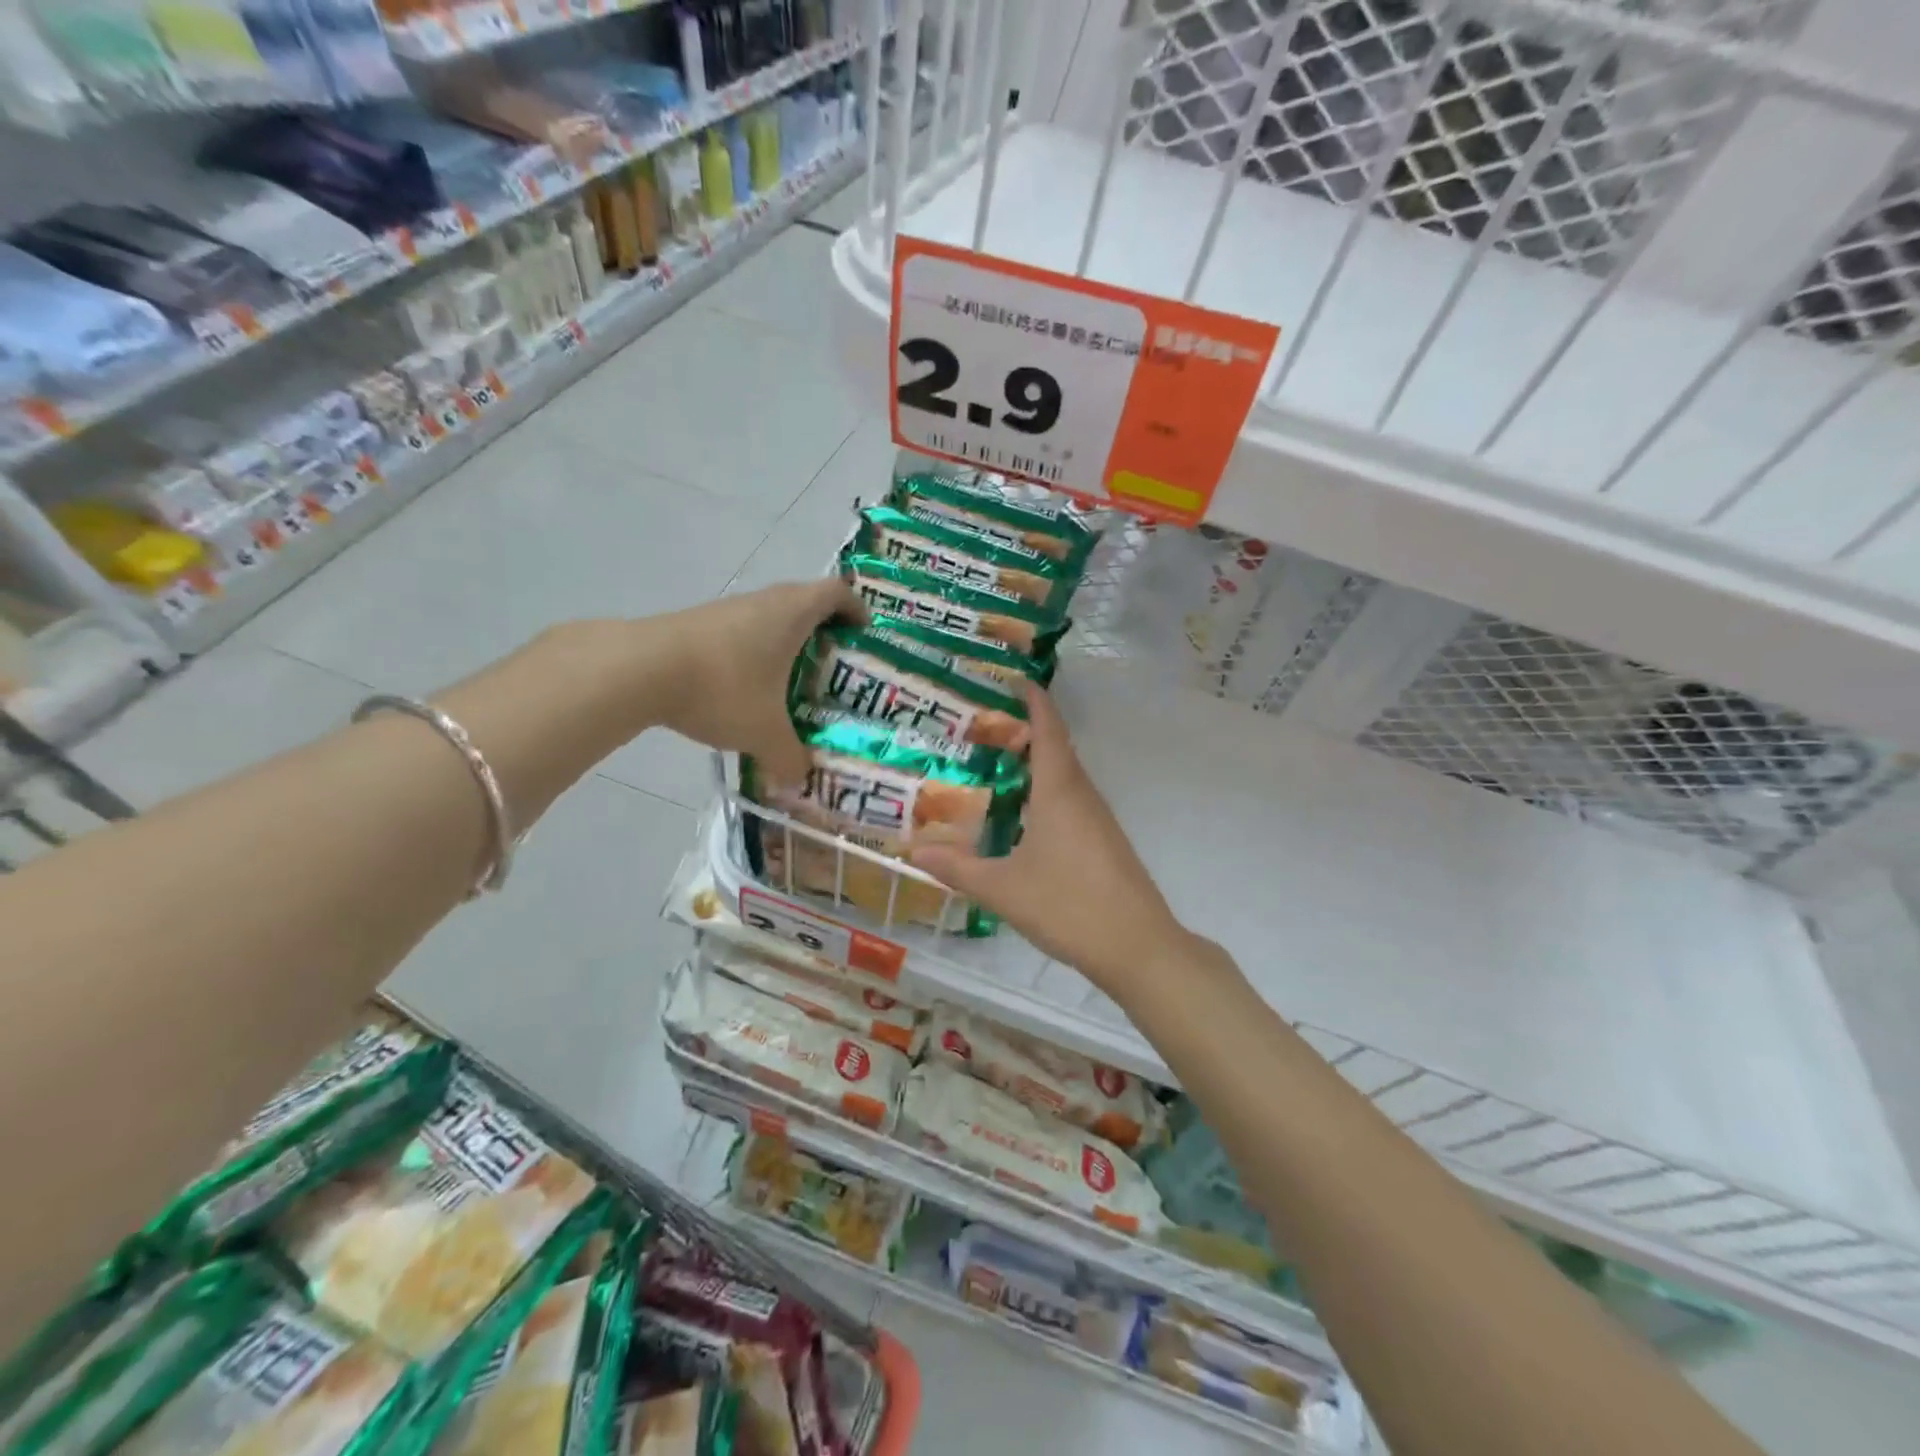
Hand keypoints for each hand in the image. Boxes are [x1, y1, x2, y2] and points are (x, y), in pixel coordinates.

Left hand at [650, 580, 861, 784]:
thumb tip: (800, 782)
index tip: (863, 637)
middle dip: (824, 634)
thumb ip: (789, 758)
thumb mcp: (764, 733)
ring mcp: (727, 610)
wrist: (639, 670)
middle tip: (834, 671)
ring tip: (792, 686)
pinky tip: (746, 693)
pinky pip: (741, 634)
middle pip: (805, 603)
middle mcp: (764, 601)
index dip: (856, 610)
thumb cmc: (723, 688)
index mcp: (793, 612)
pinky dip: (753, 656)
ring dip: (785, 646)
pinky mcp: (698, 625)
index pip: (838, 592)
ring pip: (769, 620)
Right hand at [908, 683, 1199, 997]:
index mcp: (1060, 791)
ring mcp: (1099, 820)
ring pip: (1065, 778)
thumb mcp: (1003, 889)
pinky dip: (1045, 794)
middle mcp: (1083, 796)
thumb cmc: (1069, 906)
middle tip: (982, 730)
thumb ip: (958, 868)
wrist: (1138, 947)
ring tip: (996, 768)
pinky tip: (1024, 819)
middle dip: (1024, 732)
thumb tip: (914, 850)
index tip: (1013, 678)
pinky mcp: (1105, 843)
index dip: (1033, 699)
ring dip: (1035, 765)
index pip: (1048, 729)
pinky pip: (1072, 802)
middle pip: (1056, 749)